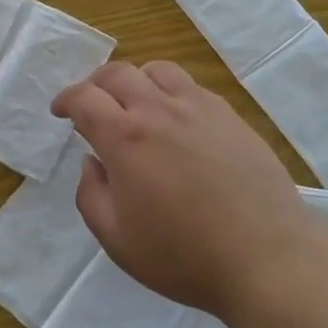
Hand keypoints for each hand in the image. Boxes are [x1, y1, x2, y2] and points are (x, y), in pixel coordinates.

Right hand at [51, 60, 314, 319]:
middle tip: (90, 104)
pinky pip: (190, 86)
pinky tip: (176, 120)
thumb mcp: (118, 241)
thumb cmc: (185, 256)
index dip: (65, 100)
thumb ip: (91, 196)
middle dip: (94, 83)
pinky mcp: (229, 115)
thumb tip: (91, 162)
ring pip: (157, 70)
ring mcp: (198, 107)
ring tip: (134, 104)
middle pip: (117, 73)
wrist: (266, 257)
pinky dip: (170, 92)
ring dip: (135, 81)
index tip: (60, 111)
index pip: (84, 97)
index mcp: (125, 138)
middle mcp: (159, 110)